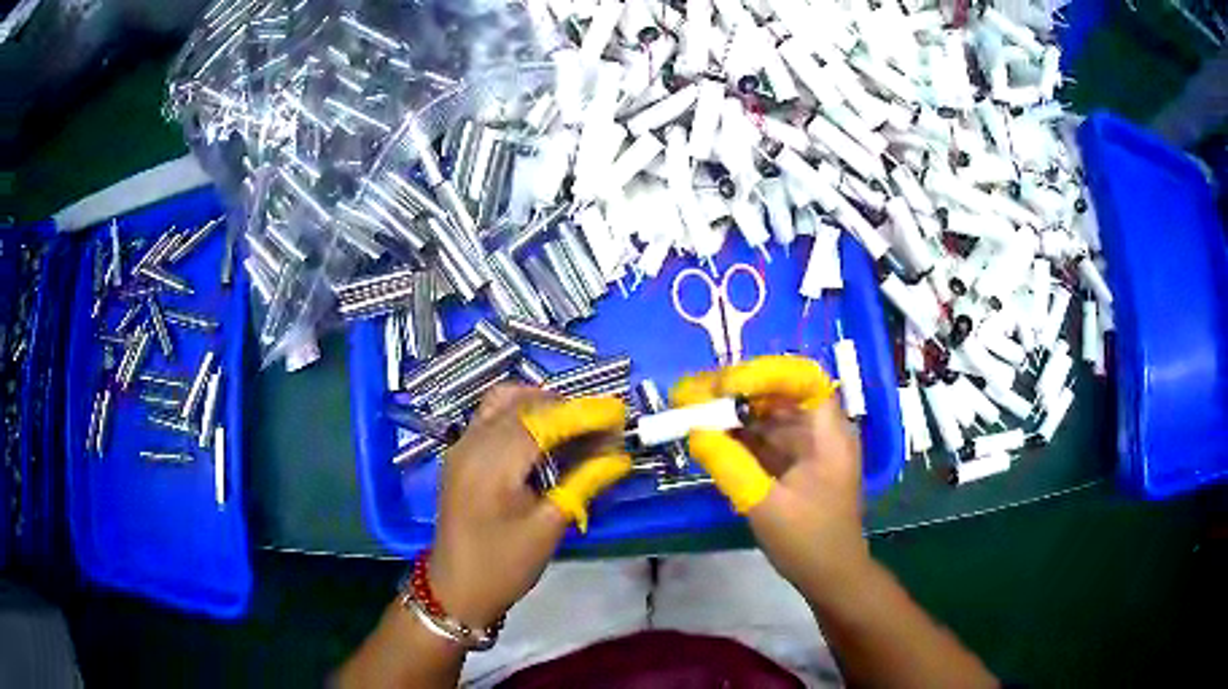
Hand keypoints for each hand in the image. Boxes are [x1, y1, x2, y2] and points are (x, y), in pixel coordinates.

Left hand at [428, 385, 629, 630]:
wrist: (457, 588)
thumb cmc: (504, 565)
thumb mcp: (549, 527)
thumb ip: (583, 483)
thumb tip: (618, 457)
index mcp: (492, 464)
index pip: (542, 420)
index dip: (582, 413)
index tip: (617, 415)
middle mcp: (472, 444)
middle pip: (522, 403)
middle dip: (564, 407)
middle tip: (600, 428)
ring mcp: (461, 446)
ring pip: (503, 401)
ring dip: (540, 406)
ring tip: (573, 428)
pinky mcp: (460, 454)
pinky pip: (491, 416)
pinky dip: (521, 415)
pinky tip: (543, 438)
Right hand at [672, 355, 868, 593]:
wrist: (831, 576)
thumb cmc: (809, 541)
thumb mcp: (766, 506)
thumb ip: (731, 467)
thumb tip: (695, 431)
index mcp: (829, 435)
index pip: (803, 379)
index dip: (765, 374)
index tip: (725, 385)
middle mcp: (821, 432)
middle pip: (782, 394)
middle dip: (739, 390)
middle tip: (696, 393)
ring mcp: (809, 448)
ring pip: (770, 416)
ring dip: (734, 412)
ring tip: (694, 410)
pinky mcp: (796, 465)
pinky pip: (766, 439)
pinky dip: (740, 436)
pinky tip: (709, 436)